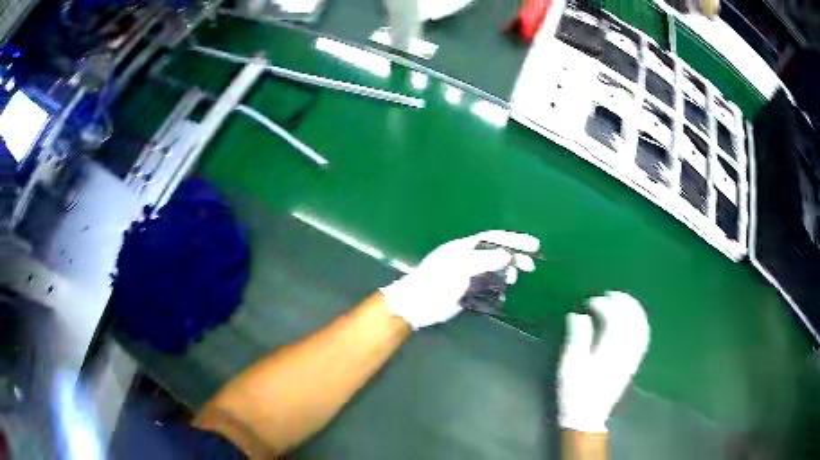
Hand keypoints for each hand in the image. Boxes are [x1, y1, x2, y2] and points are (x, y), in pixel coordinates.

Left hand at [379, 230, 538, 329]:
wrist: (417, 305)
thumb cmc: (437, 282)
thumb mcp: (460, 268)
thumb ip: (484, 260)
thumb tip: (507, 256)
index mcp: (465, 248)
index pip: (494, 238)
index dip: (514, 240)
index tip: (533, 245)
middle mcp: (468, 258)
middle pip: (496, 253)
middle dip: (515, 257)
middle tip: (531, 266)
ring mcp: (468, 274)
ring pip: (494, 269)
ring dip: (507, 272)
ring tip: (516, 279)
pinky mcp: (467, 290)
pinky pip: (488, 285)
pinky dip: (498, 286)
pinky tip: (504, 291)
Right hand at [558, 291, 649, 432]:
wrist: (588, 416)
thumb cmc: (575, 392)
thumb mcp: (569, 366)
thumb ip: (576, 338)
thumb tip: (579, 314)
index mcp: (609, 350)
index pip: (613, 318)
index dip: (602, 305)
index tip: (588, 303)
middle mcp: (625, 350)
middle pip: (631, 318)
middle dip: (621, 301)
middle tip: (607, 294)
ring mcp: (632, 356)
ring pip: (641, 325)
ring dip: (633, 308)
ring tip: (621, 299)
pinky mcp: (634, 362)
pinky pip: (644, 336)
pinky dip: (640, 321)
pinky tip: (634, 317)